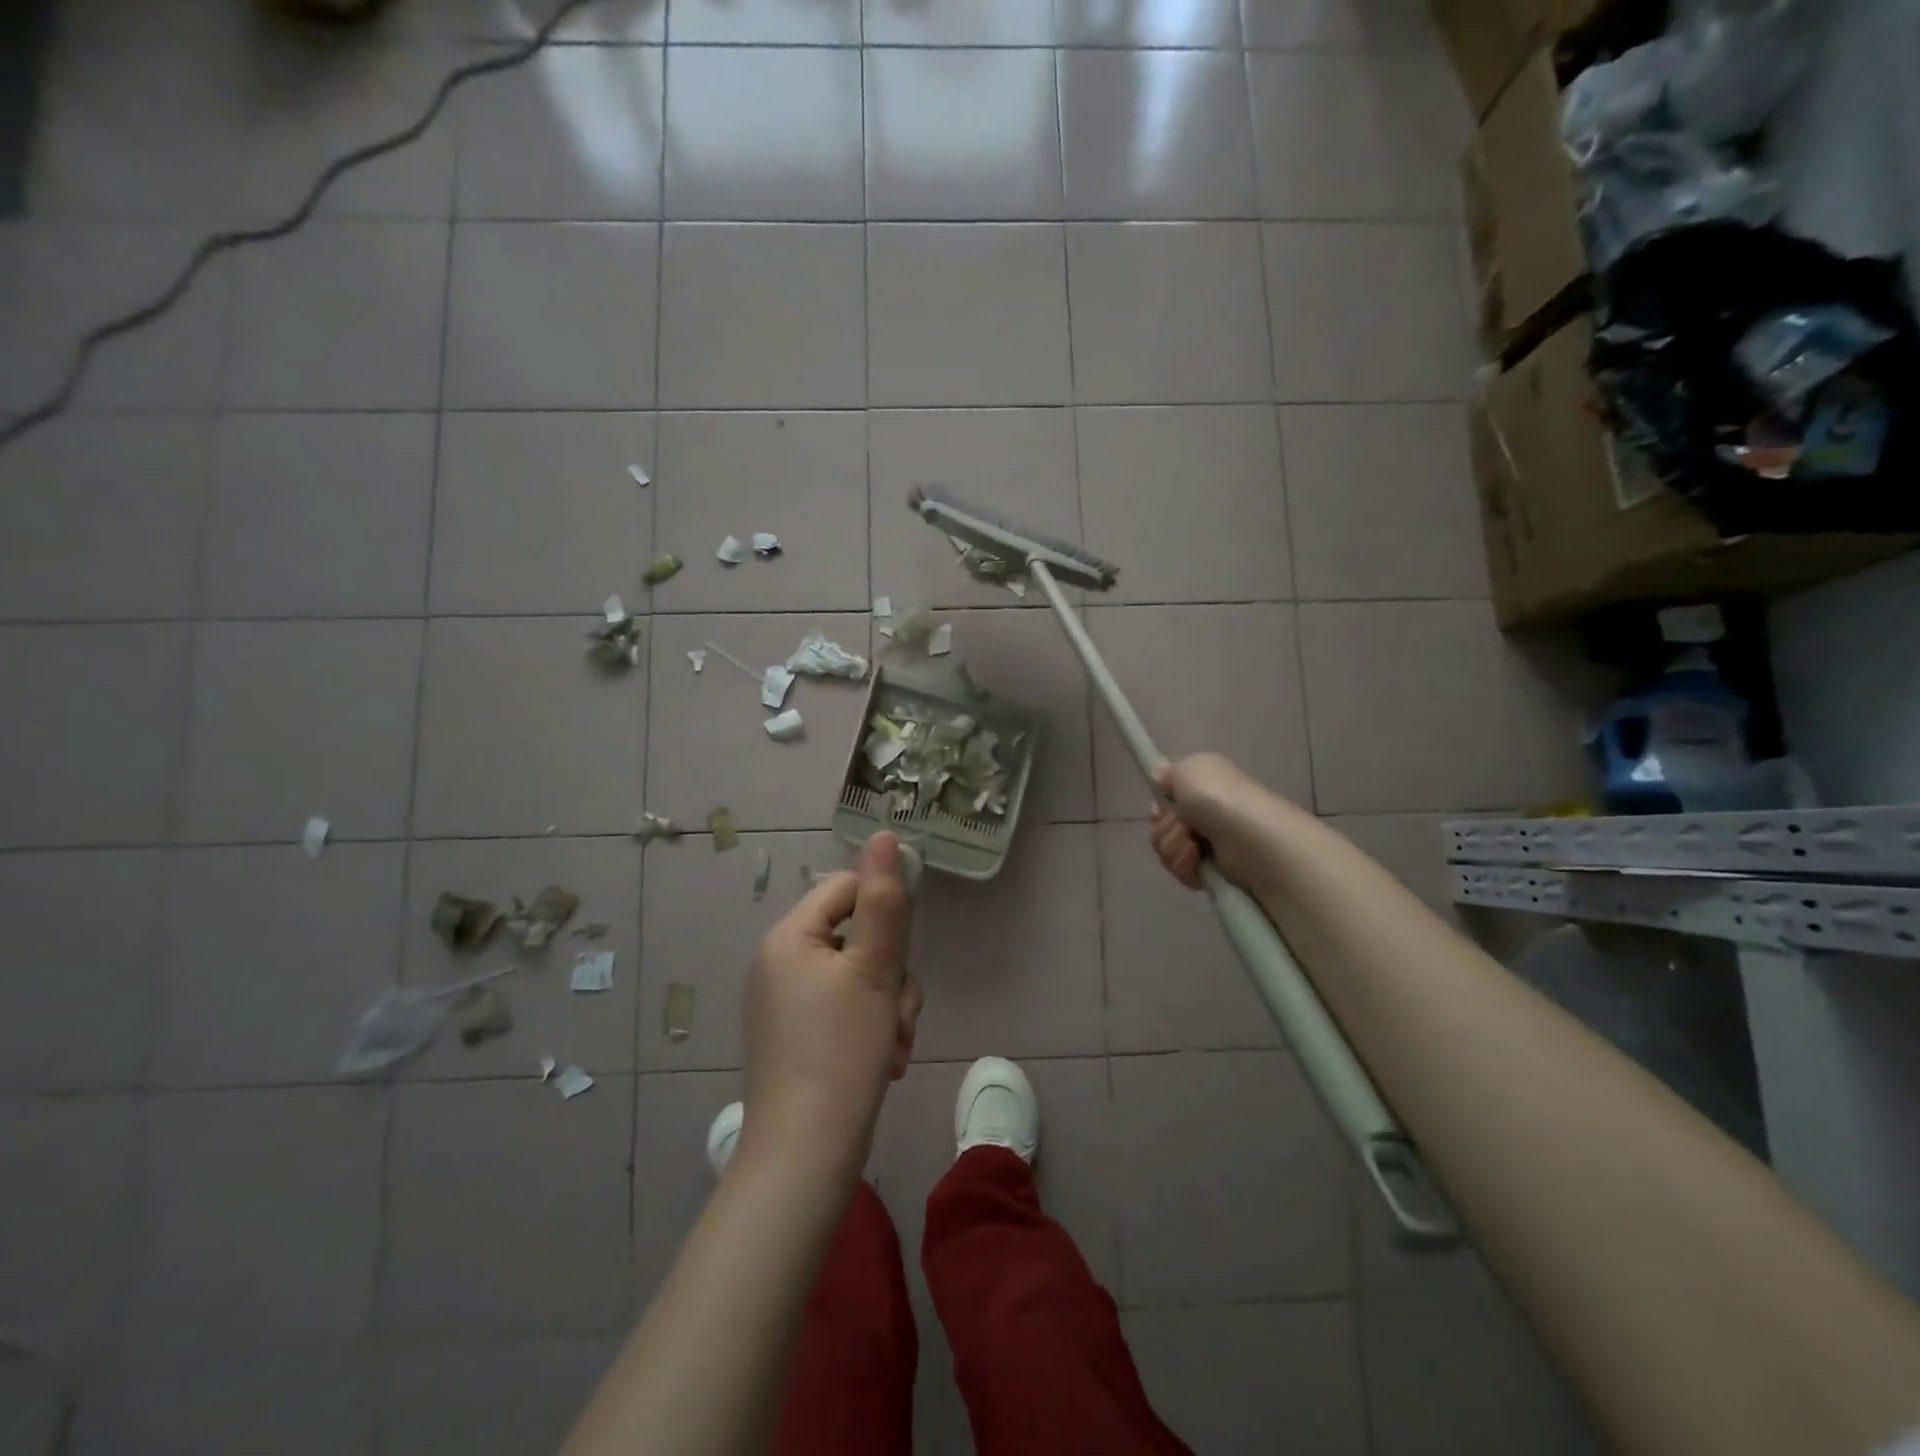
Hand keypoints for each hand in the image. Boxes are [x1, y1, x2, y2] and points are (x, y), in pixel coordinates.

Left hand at [741, 833, 922, 1163]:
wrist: (806, 1156)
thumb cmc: (841, 1051)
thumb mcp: (874, 969)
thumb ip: (884, 901)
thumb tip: (884, 836)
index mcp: (788, 938)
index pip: (844, 890)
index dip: (884, 909)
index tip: (906, 946)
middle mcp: (779, 964)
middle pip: (855, 937)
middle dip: (891, 973)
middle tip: (900, 1011)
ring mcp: (785, 1004)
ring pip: (858, 978)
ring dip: (889, 1006)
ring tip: (894, 1045)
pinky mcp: (796, 1038)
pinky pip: (845, 1011)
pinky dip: (871, 1029)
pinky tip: (885, 1063)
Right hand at [1149, 753, 1283, 890]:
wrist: (1249, 839)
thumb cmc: (1219, 798)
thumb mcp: (1189, 769)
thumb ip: (1168, 772)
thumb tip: (1160, 774)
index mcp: (1204, 786)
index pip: (1167, 798)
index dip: (1160, 806)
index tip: (1159, 810)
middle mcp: (1205, 813)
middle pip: (1161, 825)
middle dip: (1166, 827)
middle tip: (1184, 825)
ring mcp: (1208, 843)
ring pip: (1166, 848)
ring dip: (1175, 846)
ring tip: (1195, 845)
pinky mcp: (1210, 870)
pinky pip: (1180, 868)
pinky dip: (1185, 864)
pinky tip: (1199, 860)